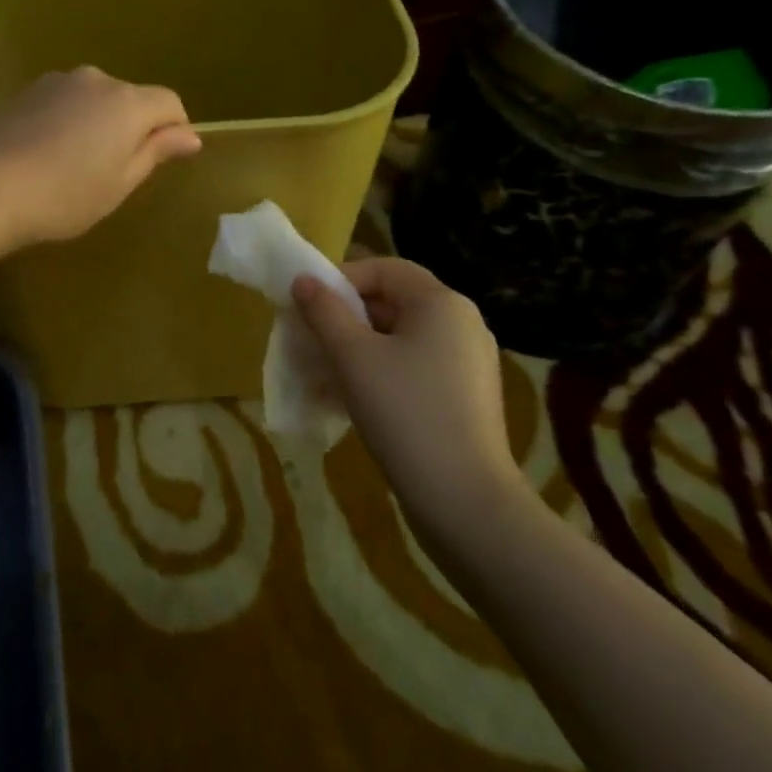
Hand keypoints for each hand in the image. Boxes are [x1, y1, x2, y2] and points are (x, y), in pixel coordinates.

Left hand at [0, 67, 200, 250]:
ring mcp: (58, 82)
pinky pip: (66, 102)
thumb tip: (190, 135)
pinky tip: (48, 154)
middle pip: (131, 99)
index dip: (175, 130)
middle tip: (114, 172)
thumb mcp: (120, 183)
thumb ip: (156, 151)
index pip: (170, 103)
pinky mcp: (28, 91)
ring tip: (76, 164)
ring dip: (99, 123)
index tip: (162, 161)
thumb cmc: (64, 196)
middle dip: (133, 127)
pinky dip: (69, 121)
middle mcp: (97, 80)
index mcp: (128, 103)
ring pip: (96, 99)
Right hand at [292, 258, 522, 529]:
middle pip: (392, 304)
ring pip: (398, 341)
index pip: (385, 269)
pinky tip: (345, 401)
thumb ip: (324, 312)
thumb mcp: (353, 357)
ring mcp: (466, 365)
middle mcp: (461, 325)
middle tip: (307, 341)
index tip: (307, 305)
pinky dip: (378, 375)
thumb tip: (304, 281)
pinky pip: (412, 370)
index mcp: (442, 304)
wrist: (465, 501)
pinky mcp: (463, 400)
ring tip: (318, 374)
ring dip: (355, 351)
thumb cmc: (405, 413)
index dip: (341, 279)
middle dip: (344, 319)